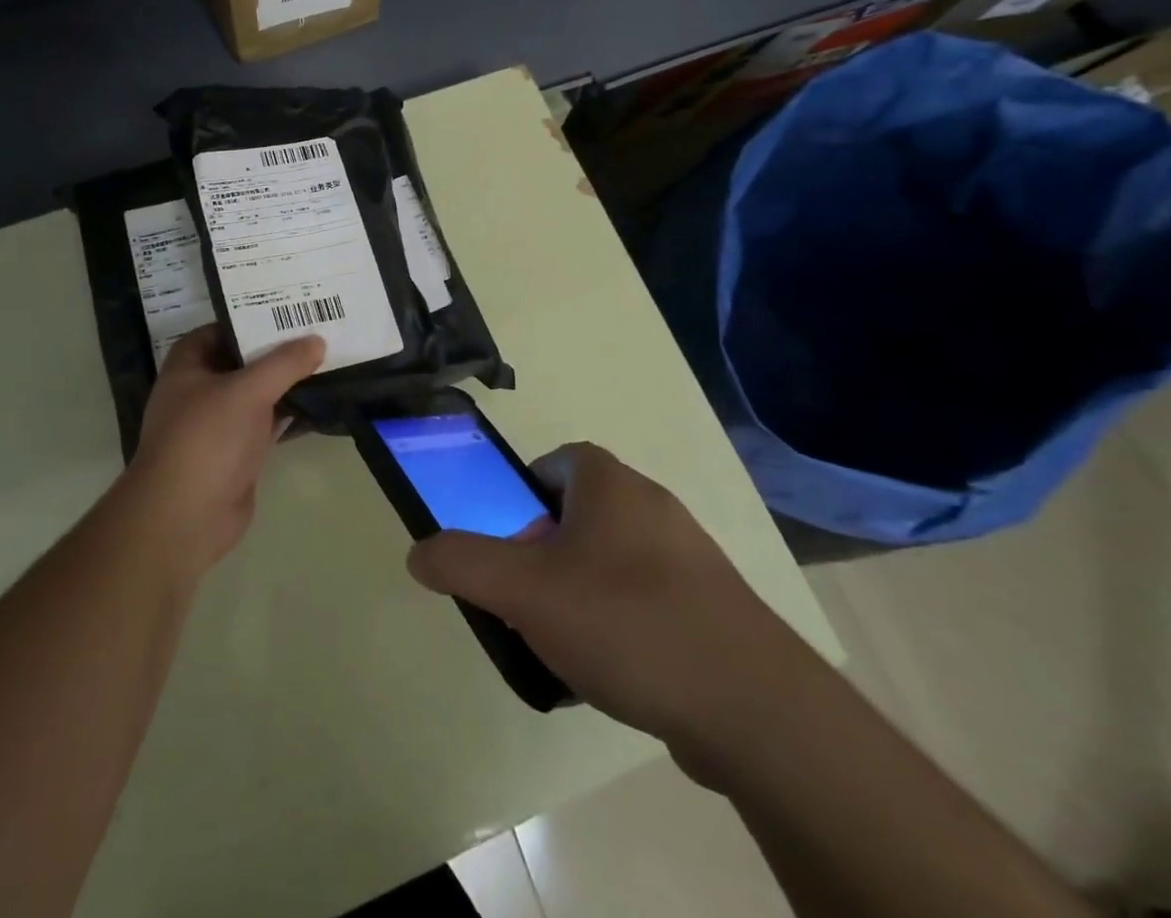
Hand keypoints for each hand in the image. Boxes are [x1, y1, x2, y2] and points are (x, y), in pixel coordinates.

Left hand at [122, 325, 323, 574]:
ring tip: (327, 361)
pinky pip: (267, 424)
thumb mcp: (247, 390)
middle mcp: (200, 391)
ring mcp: (218, 424)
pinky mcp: (237, 453)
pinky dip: (289, 415)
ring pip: (257, 394)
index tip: (287, 310)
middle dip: (275, 350)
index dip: (249, 318)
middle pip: (241, 361)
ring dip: (286, 383)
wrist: (186, 516)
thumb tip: (317, 341)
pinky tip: (320, 403)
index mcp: (188, 366)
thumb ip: (284, 363)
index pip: (219, 329)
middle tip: (317, 331)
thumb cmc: (206, 438)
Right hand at [406, 443, 820, 763]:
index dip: (521, 496)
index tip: (507, 543)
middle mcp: (652, 504)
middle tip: (525, 599)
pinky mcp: (713, 608)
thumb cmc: (626, 620)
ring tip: (563, 645)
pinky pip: (647, 602)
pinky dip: (621, 626)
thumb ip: (463, 563)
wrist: (753, 707)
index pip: (553, 462)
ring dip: (580, 593)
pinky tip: (612, 674)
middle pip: (577, 515)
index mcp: (609, 481)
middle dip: (544, 553)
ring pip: (611, 562)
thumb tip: (418, 551)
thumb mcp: (524, 590)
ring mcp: (689, 557)